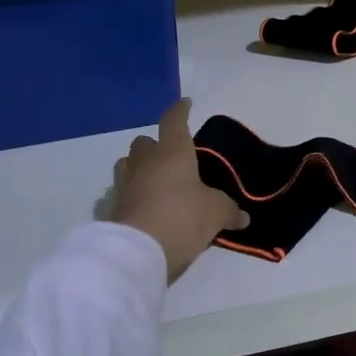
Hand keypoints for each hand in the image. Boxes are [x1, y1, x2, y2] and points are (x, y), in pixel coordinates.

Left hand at [113, 100, 248, 281]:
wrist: (138, 251)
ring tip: (154, 180)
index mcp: (173, 152)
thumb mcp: (216, 214)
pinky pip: (121, 191)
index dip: (180, 111)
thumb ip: (229, 211)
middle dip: (155, 145)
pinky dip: (131, 194)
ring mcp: (125, 183)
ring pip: (127, 163)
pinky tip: (142, 205)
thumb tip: (243, 217)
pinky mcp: (113, 207)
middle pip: (144, 142)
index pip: (174, 121)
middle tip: (171, 158)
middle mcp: (145, 162)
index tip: (185, 104)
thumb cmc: (182, 218)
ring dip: (139, 167)